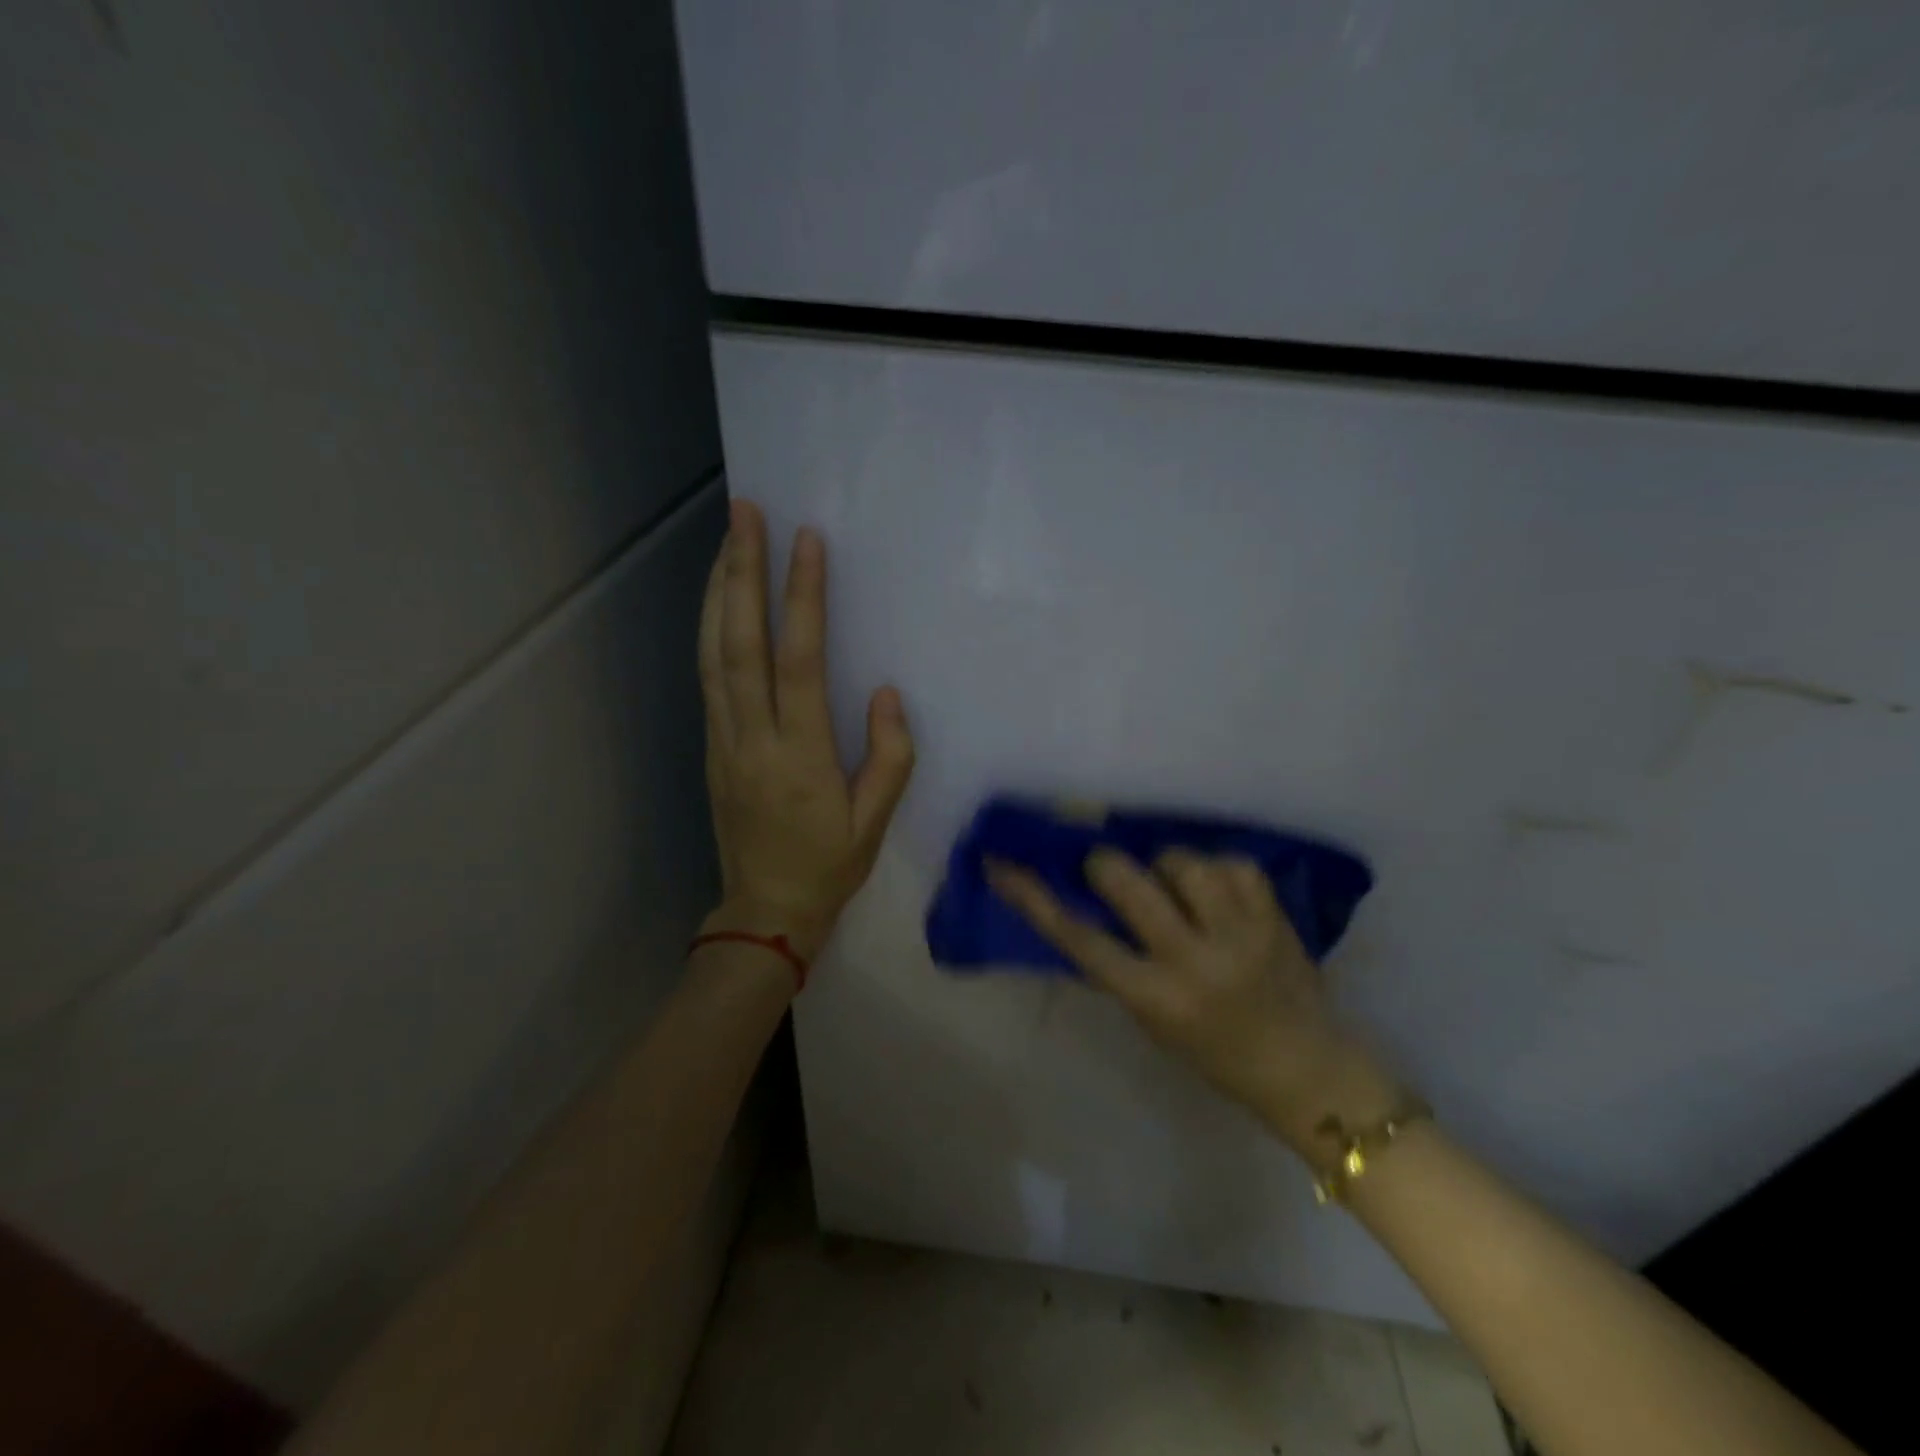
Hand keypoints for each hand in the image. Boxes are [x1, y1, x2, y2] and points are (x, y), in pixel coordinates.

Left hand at [697, 500, 914, 964]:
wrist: (764, 910)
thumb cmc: (829, 867)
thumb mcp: (875, 823)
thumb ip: (889, 757)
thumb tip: (887, 694)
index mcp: (799, 756)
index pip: (799, 662)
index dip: (802, 599)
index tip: (805, 542)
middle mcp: (753, 738)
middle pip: (740, 643)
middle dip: (741, 572)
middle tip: (745, 514)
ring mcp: (723, 740)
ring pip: (713, 653)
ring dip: (718, 591)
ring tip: (727, 540)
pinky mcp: (712, 746)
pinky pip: (708, 676)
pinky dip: (711, 628)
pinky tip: (719, 600)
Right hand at [986, 849, 1399, 1154]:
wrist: (1305, 1068)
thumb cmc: (1214, 1053)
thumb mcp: (1151, 1019)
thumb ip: (1117, 964)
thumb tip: (1081, 903)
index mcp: (1154, 998)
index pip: (1078, 938)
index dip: (1033, 896)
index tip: (1003, 863)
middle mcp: (1194, 961)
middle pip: (1126, 880)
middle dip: (1106, 865)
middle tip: (1107, 870)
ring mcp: (1239, 933)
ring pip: (1180, 859)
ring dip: (1166, 865)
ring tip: (1174, 883)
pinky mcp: (1275, 914)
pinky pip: (1229, 862)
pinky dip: (1215, 869)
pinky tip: (1218, 891)